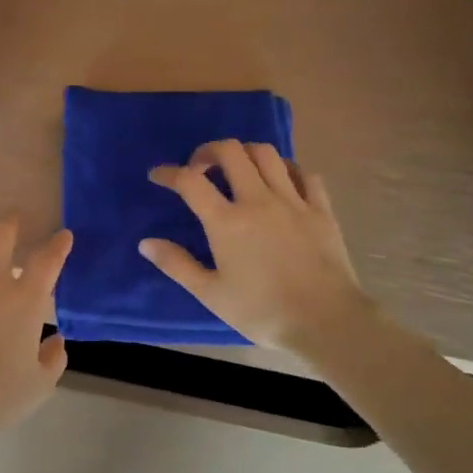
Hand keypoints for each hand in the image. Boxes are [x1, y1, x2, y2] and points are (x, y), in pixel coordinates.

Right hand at [140, 139, 370, 356]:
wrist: (326, 322)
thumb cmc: (262, 311)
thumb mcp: (211, 294)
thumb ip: (177, 265)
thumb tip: (146, 243)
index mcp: (227, 222)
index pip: (190, 182)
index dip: (169, 173)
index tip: (158, 175)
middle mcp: (258, 200)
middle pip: (230, 152)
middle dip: (207, 151)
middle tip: (199, 168)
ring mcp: (293, 201)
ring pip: (267, 154)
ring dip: (245, 153)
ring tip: (236, 169)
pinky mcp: (321, 209)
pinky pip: (303, 173)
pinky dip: (286, 169)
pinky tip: (280, 181)